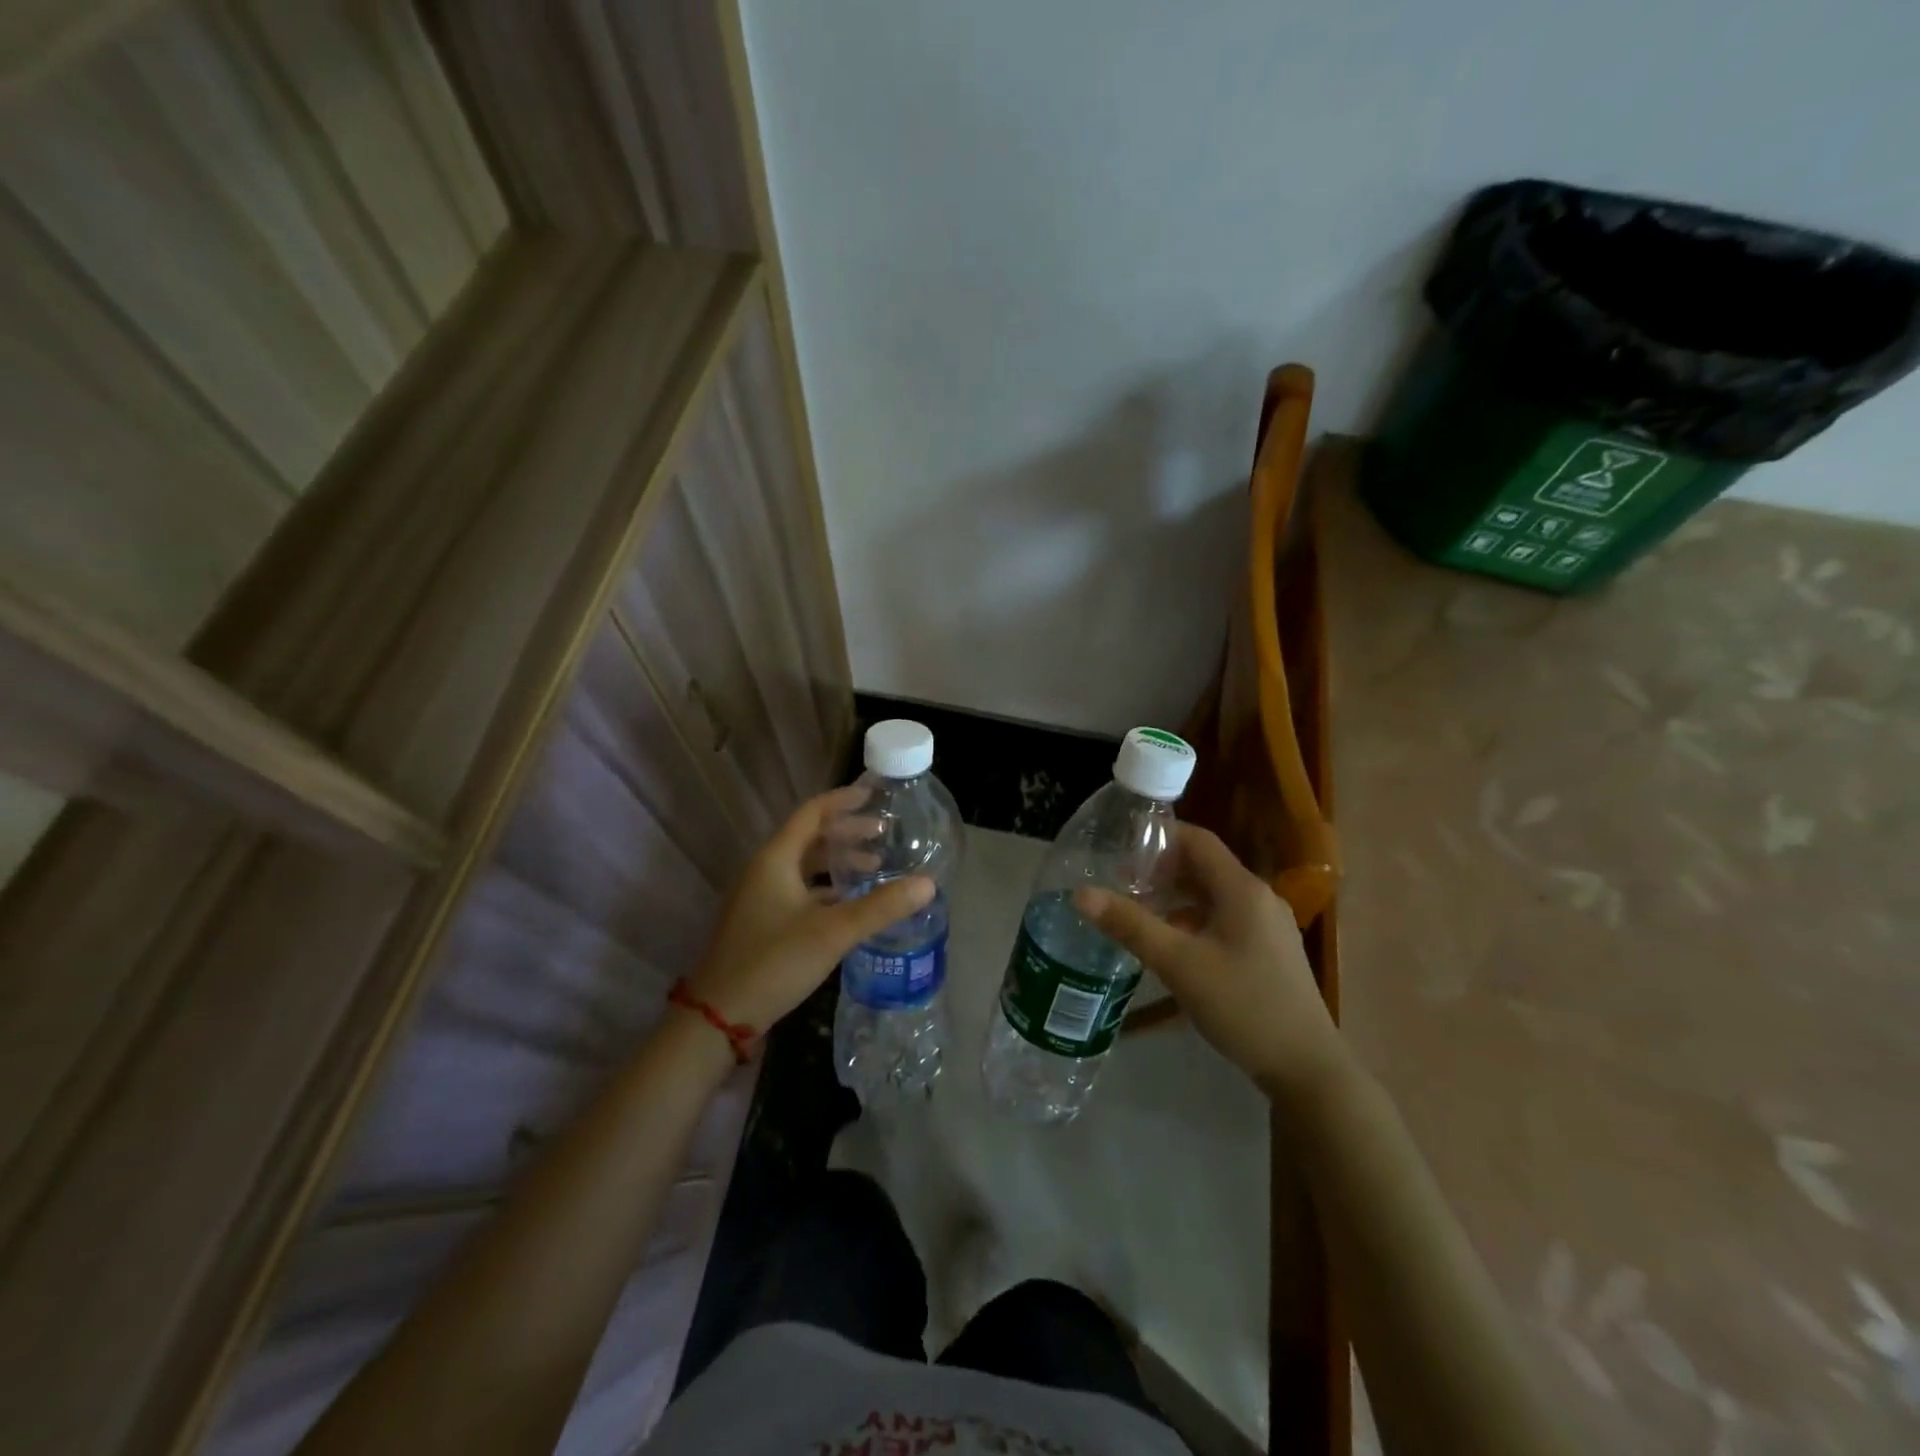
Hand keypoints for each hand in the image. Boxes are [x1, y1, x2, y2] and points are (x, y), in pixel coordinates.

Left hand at [685, 787, 933, 1034]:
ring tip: (875, 867)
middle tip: (884, 834)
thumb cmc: (774, 962)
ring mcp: (761, 897)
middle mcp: (765, 870)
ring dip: (839, 862)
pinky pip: (800, 890)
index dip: (843, 801)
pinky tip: (851, 903)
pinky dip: (827, 888)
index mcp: (776, 859)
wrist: (718, 1016)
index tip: (874, 796)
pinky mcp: (762, 922)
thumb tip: (928, 884)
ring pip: (805, 866)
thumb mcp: (833, 932)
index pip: (812, 813)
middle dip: (847, 833)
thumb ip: (881, 906)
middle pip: (810, 838)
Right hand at [1074, 824, 1347, 1100]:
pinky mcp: (1269, 952)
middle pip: (1204, 867)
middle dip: (1161, 870)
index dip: (1159, 837)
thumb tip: (1080, 893)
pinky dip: (1194, 921)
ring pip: (1213, 896)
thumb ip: (1130, 925)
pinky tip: (1171, 945)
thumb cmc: (1242, 1005)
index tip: (1121, 848)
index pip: (1197, 839)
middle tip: (1120, 882)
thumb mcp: (1179, 963)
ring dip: (1175, 898)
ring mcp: (1268, 926)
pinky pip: (1225, 920)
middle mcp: (1259, 898)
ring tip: (1137, 912)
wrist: (1307, 1068)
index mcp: (1242, 889)